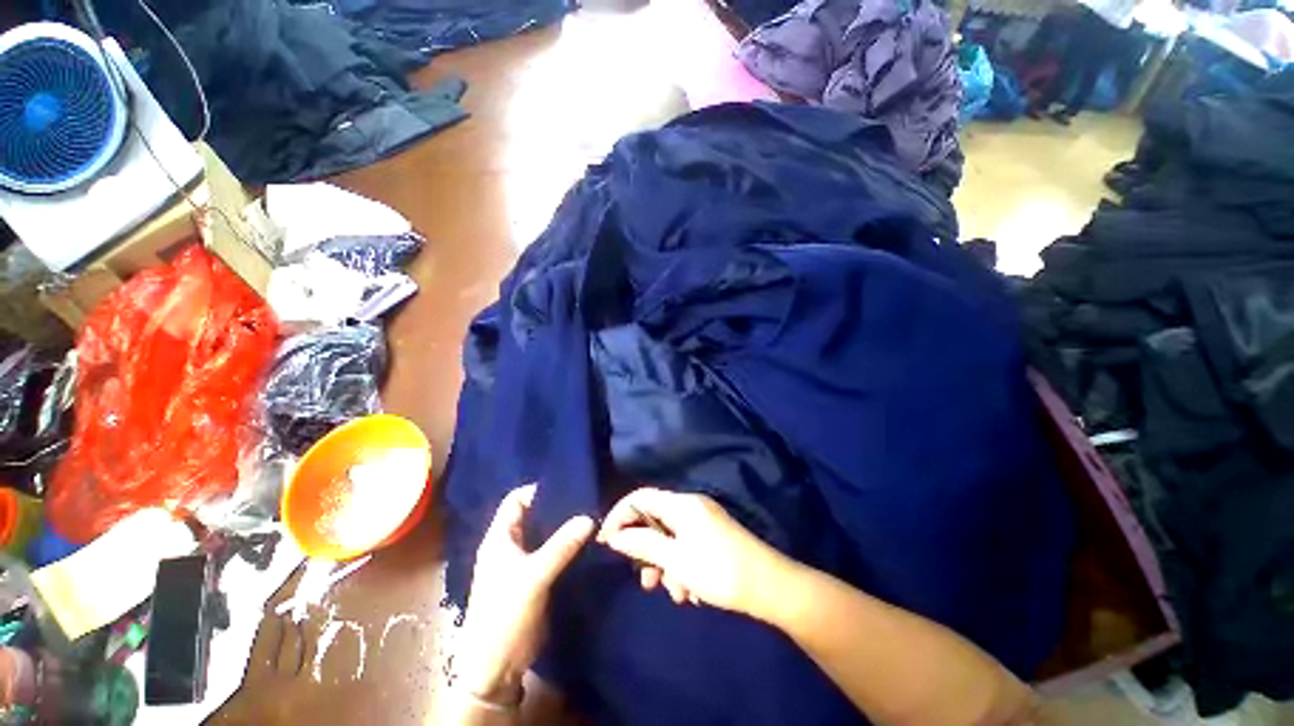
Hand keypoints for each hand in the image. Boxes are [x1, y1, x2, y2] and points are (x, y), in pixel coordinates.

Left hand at [457, 485, 593, 705]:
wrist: (496, 669)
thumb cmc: (505, 616)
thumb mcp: (533, 577)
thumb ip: (561, 546)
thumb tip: (589, 518)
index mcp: (499, 539)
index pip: (516, 500)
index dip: (538, 490)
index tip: (568, 487)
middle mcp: (510, 546)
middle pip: (533, 516)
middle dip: (557, 508)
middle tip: (586, 500)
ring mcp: (522, 564)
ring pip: (545, 535)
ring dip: (564, 528)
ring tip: (592, 517)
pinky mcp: (534, 579)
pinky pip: (552, 554)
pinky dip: (566, 547)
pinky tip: (586, 543)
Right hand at [596, 488, 790, 615]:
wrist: (770, 587)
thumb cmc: (719, 571)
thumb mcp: (676, 560)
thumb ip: (643, 545)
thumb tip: (615, 536)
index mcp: (682, 504)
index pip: (640, 497)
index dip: (619, 515)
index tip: (606, 542)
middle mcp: (691, 507)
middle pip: (654, 520)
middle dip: (645, 550)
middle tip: (644, 579)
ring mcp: (703, 522)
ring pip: (669, 538)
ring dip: (665, 565)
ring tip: (674, 593)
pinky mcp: (712, 537)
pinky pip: (685, 547)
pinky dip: (680, 567)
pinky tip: (690, 593)